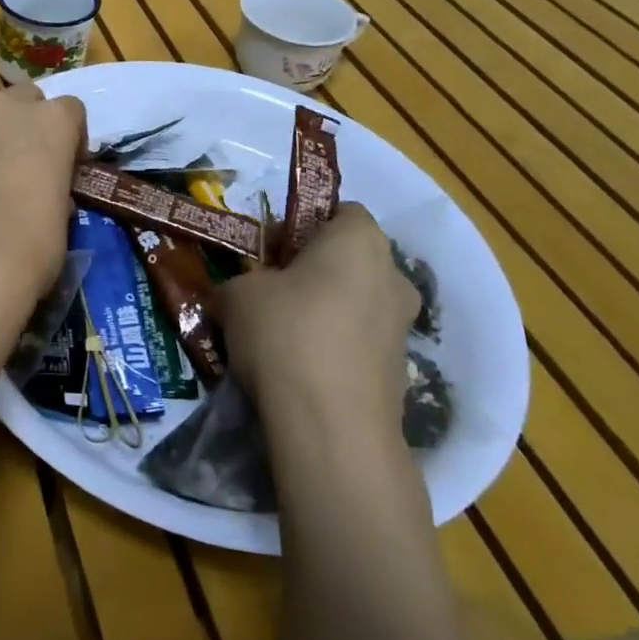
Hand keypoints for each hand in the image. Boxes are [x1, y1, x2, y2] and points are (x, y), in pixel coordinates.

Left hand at [0, 67, 86, 322]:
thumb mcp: (60, 217)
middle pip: (25, 94)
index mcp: (54, 123)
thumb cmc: (28, 251)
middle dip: (25, 119)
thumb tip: (43, 190)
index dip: (67, 136)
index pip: (70, 110)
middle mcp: (9, 104)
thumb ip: (53, 186)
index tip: (61, 164)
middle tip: (16, 156)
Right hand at [222, 203, 418, 437]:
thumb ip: (240, 280)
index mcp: (360, 240)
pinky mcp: (400, 374)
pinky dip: (334, 347)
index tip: (272, 248)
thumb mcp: (236, 293)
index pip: (341, 211)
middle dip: (315, 269)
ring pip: (356, 303)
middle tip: (272, 289)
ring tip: (279, 334)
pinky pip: (359, 343)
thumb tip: (239, 292)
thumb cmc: (284, 333)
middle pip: (351, 259)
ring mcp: (402, 328)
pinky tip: (298, 369)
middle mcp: (393, 276)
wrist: (330, 428)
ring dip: (325, 310)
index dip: (304, 224)